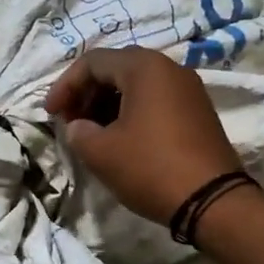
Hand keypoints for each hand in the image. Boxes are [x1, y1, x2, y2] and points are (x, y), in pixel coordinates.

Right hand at [44, 46, 241, 223]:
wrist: (212, 201)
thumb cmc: (150, 168)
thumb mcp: (101, 152)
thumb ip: (78, 132)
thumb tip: (78, 127)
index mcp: (145, 67)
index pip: (93, 62)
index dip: (65, 86)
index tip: (50, 114)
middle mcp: (170, 68)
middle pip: (117, 68)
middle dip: (87, 93)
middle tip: (70, 121)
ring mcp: (189, 90)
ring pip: (138, 85)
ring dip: (109, 104)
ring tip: (92, 133)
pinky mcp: (199, 113)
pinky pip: (157, 101)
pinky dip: (133, 112)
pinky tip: (121, 139)